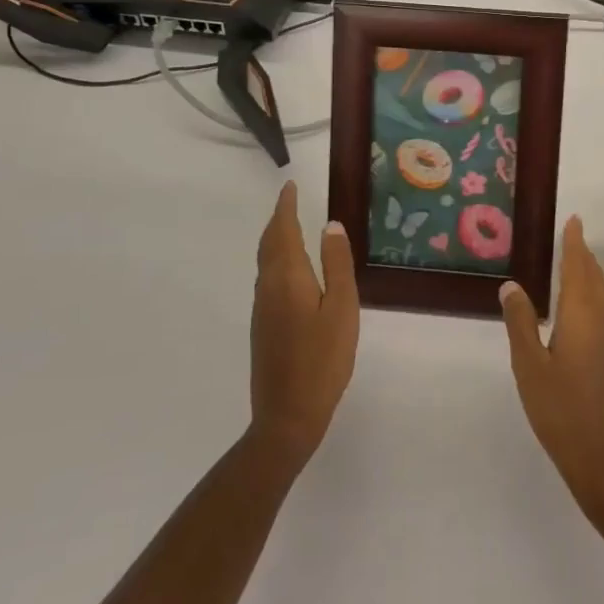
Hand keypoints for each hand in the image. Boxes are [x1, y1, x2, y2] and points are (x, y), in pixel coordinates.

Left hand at [249, 182, 358, 474]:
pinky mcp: (262, 326)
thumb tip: (330, 225)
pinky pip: (267, 278)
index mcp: (287, 277)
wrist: (286, 416)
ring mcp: (262, 309)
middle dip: (278, 219)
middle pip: (269, 243)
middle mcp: (268, 287)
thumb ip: (337, 265)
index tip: (290, 186)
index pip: (283, 230)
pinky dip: (276, 259)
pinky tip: (290, 269)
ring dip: (275, 238)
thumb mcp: (342, 309)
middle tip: (290, 200)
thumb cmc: (322, 360)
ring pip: (265, 261)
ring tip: (291, 226)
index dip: (286, 206)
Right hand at [500, 216, 603, 513]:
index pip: (577, 268)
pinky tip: (581, 308)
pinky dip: (591, 295)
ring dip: (589, 274)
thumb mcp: (530, 366)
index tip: (574, 220)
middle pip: (593, 278)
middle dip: (582, 254)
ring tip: (577, 261)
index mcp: (581, 317)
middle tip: (573, 233)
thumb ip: (520, 323)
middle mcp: (600, 323)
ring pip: (600, 296)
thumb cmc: (562, 411)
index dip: (574, 243)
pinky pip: (601, 312)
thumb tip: (512, 285)